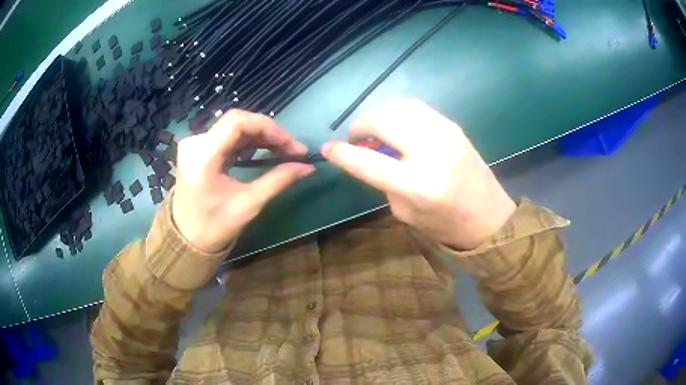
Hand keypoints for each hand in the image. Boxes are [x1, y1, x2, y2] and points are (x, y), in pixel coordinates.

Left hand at [172, 110, 313, 252]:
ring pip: (234, 127)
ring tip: (283, 151)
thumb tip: (308, 167)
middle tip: (292, 150)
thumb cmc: (214, 226)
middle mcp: (195, 143)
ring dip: (261, 136)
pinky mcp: (199, 149)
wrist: (187, 239)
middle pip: (238, 122)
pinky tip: (264, 150)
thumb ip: (278, 180)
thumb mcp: (249, 204)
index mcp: (202, 156)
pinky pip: (228, 136)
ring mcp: (195, 144)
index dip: (269, 128)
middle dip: (269, 132)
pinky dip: (249, 142)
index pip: (238, 122)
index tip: (293, 146)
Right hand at [321, 99, 514, 250]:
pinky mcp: (454, 126)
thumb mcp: (405, 212)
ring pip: (399, 106)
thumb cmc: (445, 225)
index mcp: (418, 185)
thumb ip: (383, 181)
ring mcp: (446, 133)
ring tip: (376, 131)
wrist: (489, 217)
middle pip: (382, 120)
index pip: (367, 161)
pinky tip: (397, 127)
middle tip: (355, 138)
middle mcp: (432, 152)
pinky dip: (398, 113)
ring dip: (379, 115)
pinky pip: (417, 108)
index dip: (341, 153)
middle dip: (360, 125)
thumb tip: (367, 154)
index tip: (327, 148)